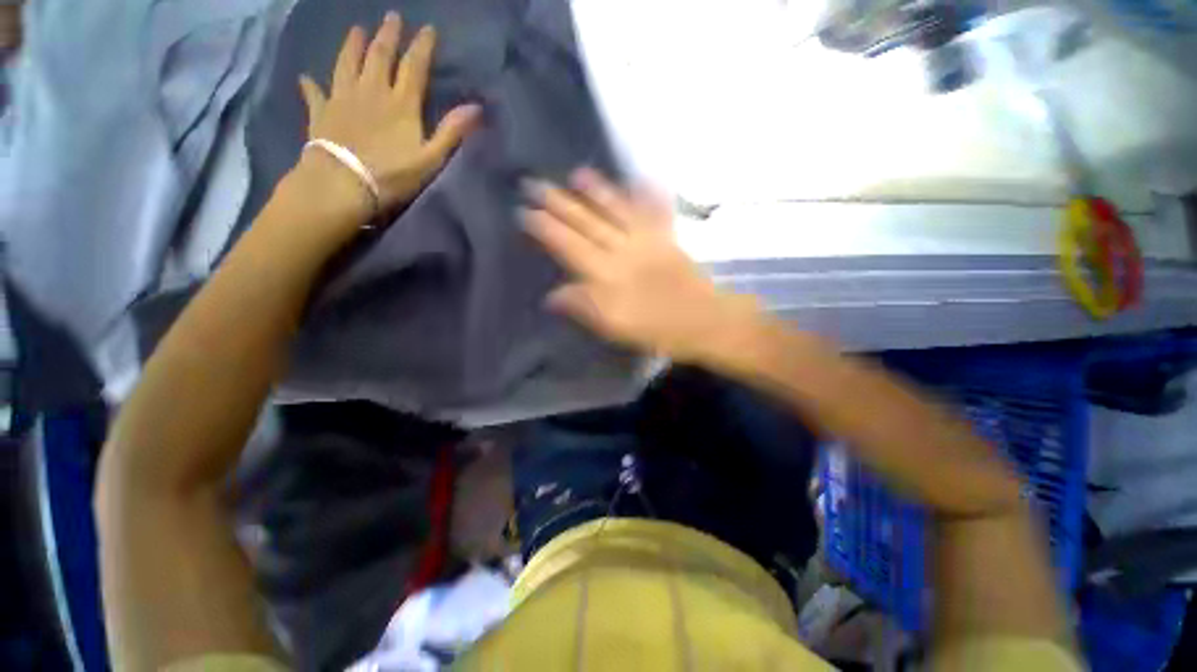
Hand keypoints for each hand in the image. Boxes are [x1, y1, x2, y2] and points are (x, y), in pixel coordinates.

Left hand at [298, 12, 480, 212]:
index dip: (422, 46)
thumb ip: (452, 132)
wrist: (342, 184)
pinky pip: (315, 93)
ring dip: (352, 45)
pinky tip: (307, 77)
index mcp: (401, 103)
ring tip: (355, 29)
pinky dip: (311, 84)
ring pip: (347, 63)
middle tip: (391, 16)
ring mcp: (342, 98)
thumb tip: (477, 107)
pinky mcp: (321, 112)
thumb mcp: (431, 158)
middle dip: (387, 35)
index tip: (427, 28)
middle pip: (379, 55)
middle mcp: (371, 91)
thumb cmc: (392, 174)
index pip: (414, 66)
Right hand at [523, 169, 760, 361]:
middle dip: (560, 202)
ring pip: (617, 209)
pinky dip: (647, 194)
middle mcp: (623, 250)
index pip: (569, 245)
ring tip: (577, 173)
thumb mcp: (614, 327)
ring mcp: (648, 240)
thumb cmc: (656, 329)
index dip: (546, 227)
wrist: (703, 321)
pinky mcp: (668, 238)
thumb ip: (583, 307)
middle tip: (536, 183)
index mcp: (607, 274)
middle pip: (587, 222)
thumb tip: (552, 295)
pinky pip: (655, 211)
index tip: (525, 211)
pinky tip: (640, 178)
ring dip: (597, 190)